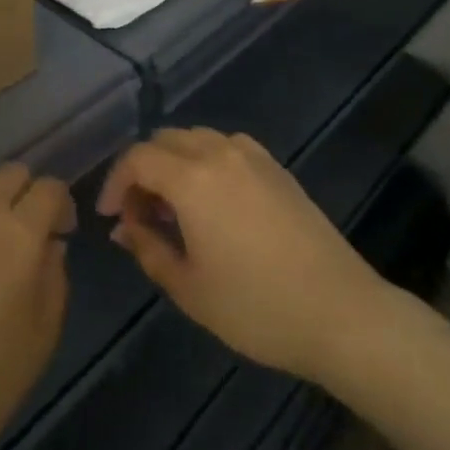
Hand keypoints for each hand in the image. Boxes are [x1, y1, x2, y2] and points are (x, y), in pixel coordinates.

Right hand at [96, 128, 386, 382]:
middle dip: (142, 170)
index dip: (115, 182)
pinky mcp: (275, 166)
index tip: (110, 216)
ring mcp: (251, 155)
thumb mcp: (190, 288)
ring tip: (174, 209)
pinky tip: (212, 201)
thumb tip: (124, 226)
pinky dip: (205, 160)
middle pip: (164, 140)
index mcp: (192, 178)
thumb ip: (149, 248)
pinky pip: (225, 146)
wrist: (339, 310)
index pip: (137, 158)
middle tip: (140, 214)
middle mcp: (218, 152)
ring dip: (174, 162)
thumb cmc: (256, 307)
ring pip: (195, 138)